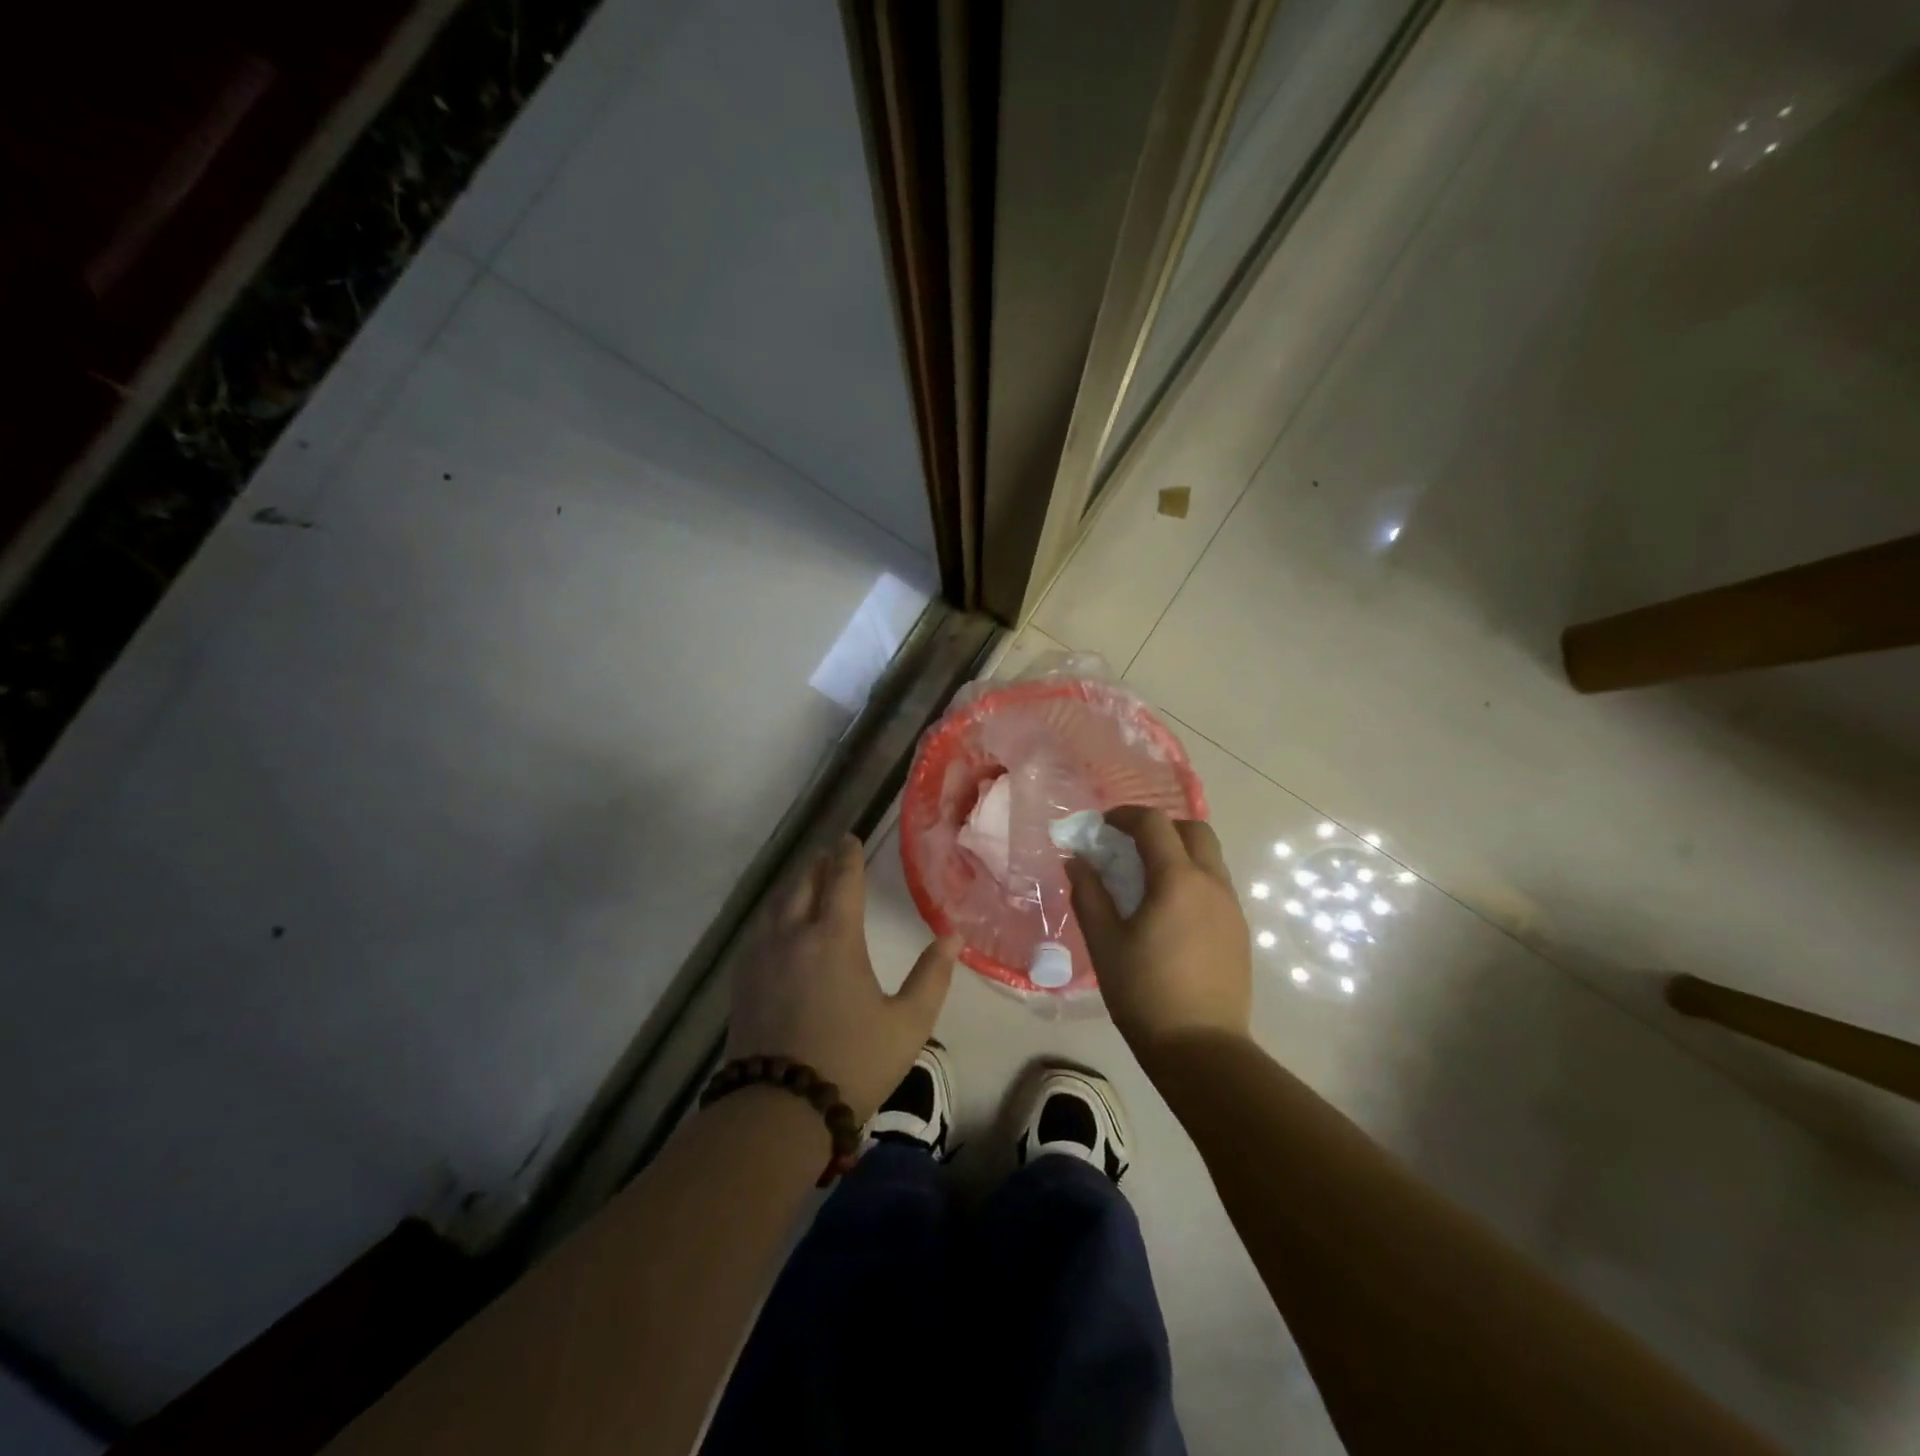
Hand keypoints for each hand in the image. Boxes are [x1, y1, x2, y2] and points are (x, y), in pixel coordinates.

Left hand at [727, 835, 958, 1120]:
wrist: (777, 1112)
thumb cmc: (852, 1062)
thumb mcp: (907, 1024)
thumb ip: (932, 976)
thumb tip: (953, 936)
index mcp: (834, 938)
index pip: (841, 880)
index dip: (847, 856)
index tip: (850, 838)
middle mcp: (793, 935)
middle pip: (803, 884)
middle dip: (818, 865)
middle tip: (830, 856)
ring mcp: (761, 957)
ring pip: (776, 905)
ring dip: (794, 887)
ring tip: (808, 884)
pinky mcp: (742, 981)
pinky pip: (759, 930)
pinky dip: (775, 915)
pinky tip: (780, 927)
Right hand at [1067, 807, 1251, 1058]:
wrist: (1202, 1049)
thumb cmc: (1144, 993)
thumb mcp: (1104, 942)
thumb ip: (1089, 894)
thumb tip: (1077, 860)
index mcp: (1177, 880)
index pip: (1154, 824)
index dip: (1125, 816)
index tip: (1102, 827)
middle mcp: (1212, 884)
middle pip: (1194, 830)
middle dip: (1160, 827)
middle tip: (1129, 846)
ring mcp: (1231, 907)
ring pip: (1210, 857)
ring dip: (1178, 851)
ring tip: (1147, 878)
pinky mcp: (1239, 930)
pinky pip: (1216, 884)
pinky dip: (1192, 877)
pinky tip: (1169, 909)